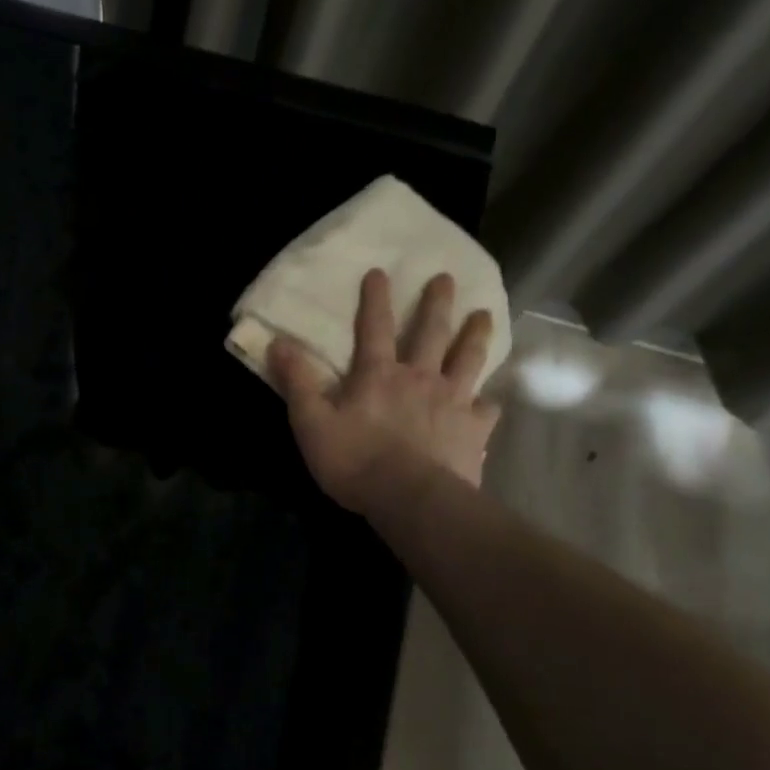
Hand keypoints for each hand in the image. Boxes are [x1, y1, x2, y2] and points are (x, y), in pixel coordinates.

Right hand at [268, 269, 500, 515]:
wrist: (411, 498)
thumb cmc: (355, 460)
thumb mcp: (311, 422)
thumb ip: (297, 382)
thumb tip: (278, 343)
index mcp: (378, 374)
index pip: (374, 327)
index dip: (375, 298)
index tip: (380, 271)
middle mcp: (419, 378)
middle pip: (431, 333)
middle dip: (437, 303)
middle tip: (446, 278)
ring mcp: (452, 402)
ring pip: (468, 360)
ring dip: (475, 335)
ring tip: (484, 315)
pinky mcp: (474, 430)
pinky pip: (487, 409)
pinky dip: (489, 400)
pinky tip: (491, 399)